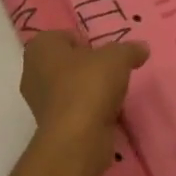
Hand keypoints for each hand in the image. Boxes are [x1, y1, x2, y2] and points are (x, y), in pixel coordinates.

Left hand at [20, 29, 149, 175]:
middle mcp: (32, 72)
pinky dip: (88, 111)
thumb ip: (129, 49)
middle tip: (110, 71)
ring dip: (89, 90)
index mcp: (41, 47)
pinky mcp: (51, 127)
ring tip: (112, 93)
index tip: (104, 52)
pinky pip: (73, 110)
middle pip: (67, 62)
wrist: (78, 139)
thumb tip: (142, 48)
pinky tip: (107, 114)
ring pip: (70, 87)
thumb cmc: (89, 85)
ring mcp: (39, 102)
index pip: (64, 36)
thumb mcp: (117, 57)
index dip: (86, 41)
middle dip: (88, 66)